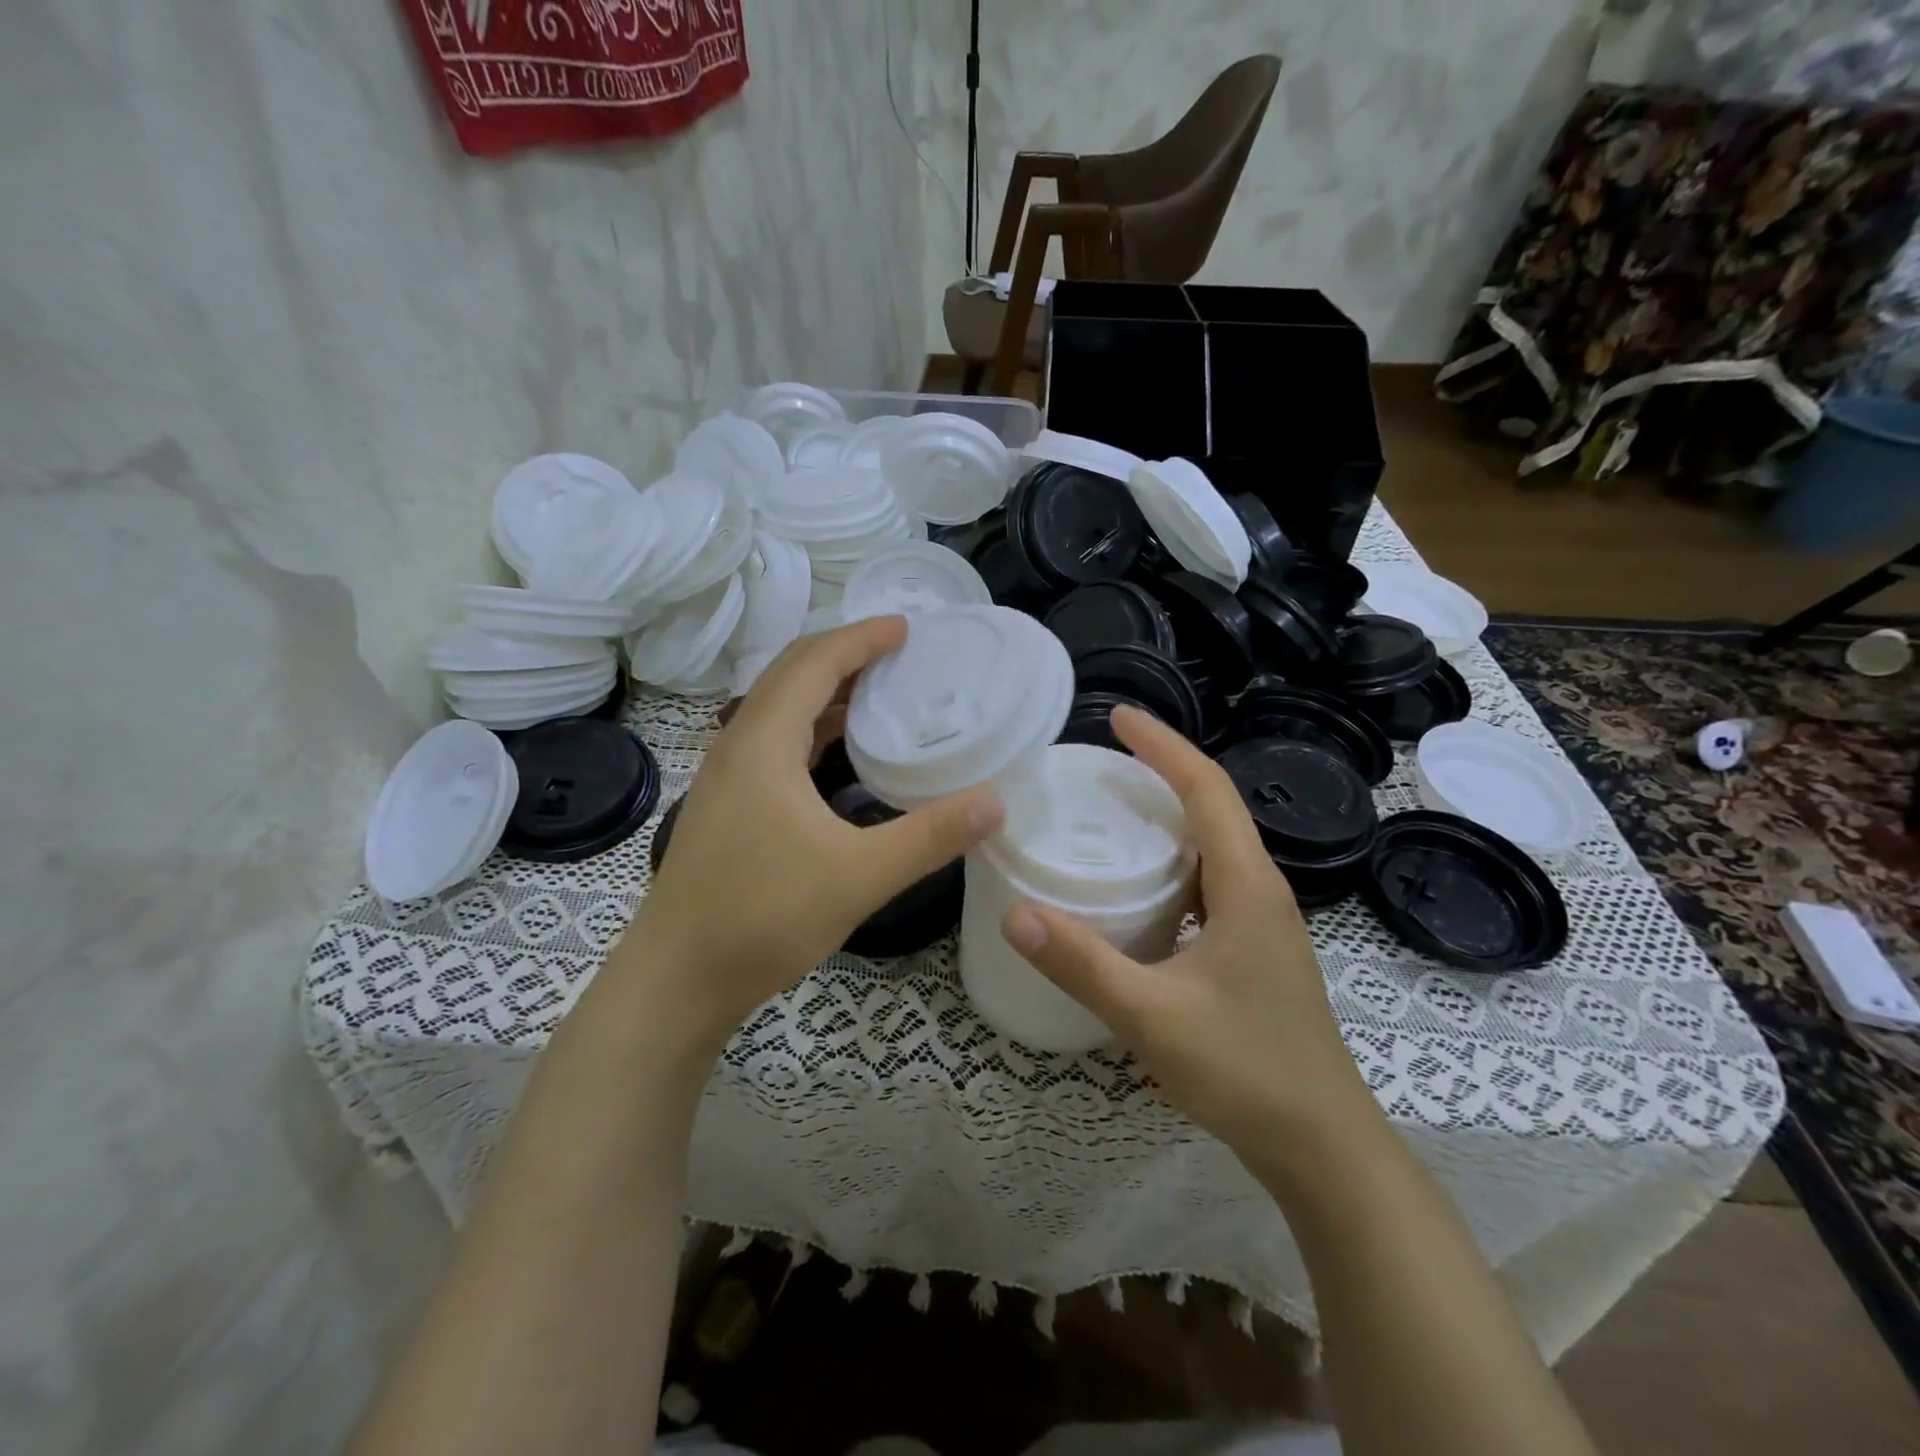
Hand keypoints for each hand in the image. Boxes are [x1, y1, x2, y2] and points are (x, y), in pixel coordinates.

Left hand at [616, 616, 1003, 1046]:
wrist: (677, 979)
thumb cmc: (763, 917)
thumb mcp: (859, 875)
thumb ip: (930, 836)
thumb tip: (995, 803)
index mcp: (763, 742)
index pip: (816, 663)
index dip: (862, 638)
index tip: (908, 627)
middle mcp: (738, 744)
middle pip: (792, 674)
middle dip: (845, 654)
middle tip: (899, 653)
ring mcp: (727, 775)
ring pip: (780, 708)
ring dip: (827, 690)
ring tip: (880, 691)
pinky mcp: (728, 804)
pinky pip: (775, 742)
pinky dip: (813, 728)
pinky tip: (841, 752)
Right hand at [999, 706, 1376, 1154]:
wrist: (1324, 1149)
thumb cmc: (1247, 1072)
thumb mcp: (1153, 1016)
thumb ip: (1082, 964)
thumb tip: (1015, 913)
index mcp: (1246, 886)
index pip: (1207, 790)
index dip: (1164, 747)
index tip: (1119, 718)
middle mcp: (1260, 891)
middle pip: (1213, 808)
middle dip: (1162, 773)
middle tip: (1101, 764)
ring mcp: (1262, 923)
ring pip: (1214, 847)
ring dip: (1170, 818)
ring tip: (1113, 811)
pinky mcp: (1255, 951)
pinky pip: (1211, 883)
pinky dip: (1174, 863)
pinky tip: (1140, 887)